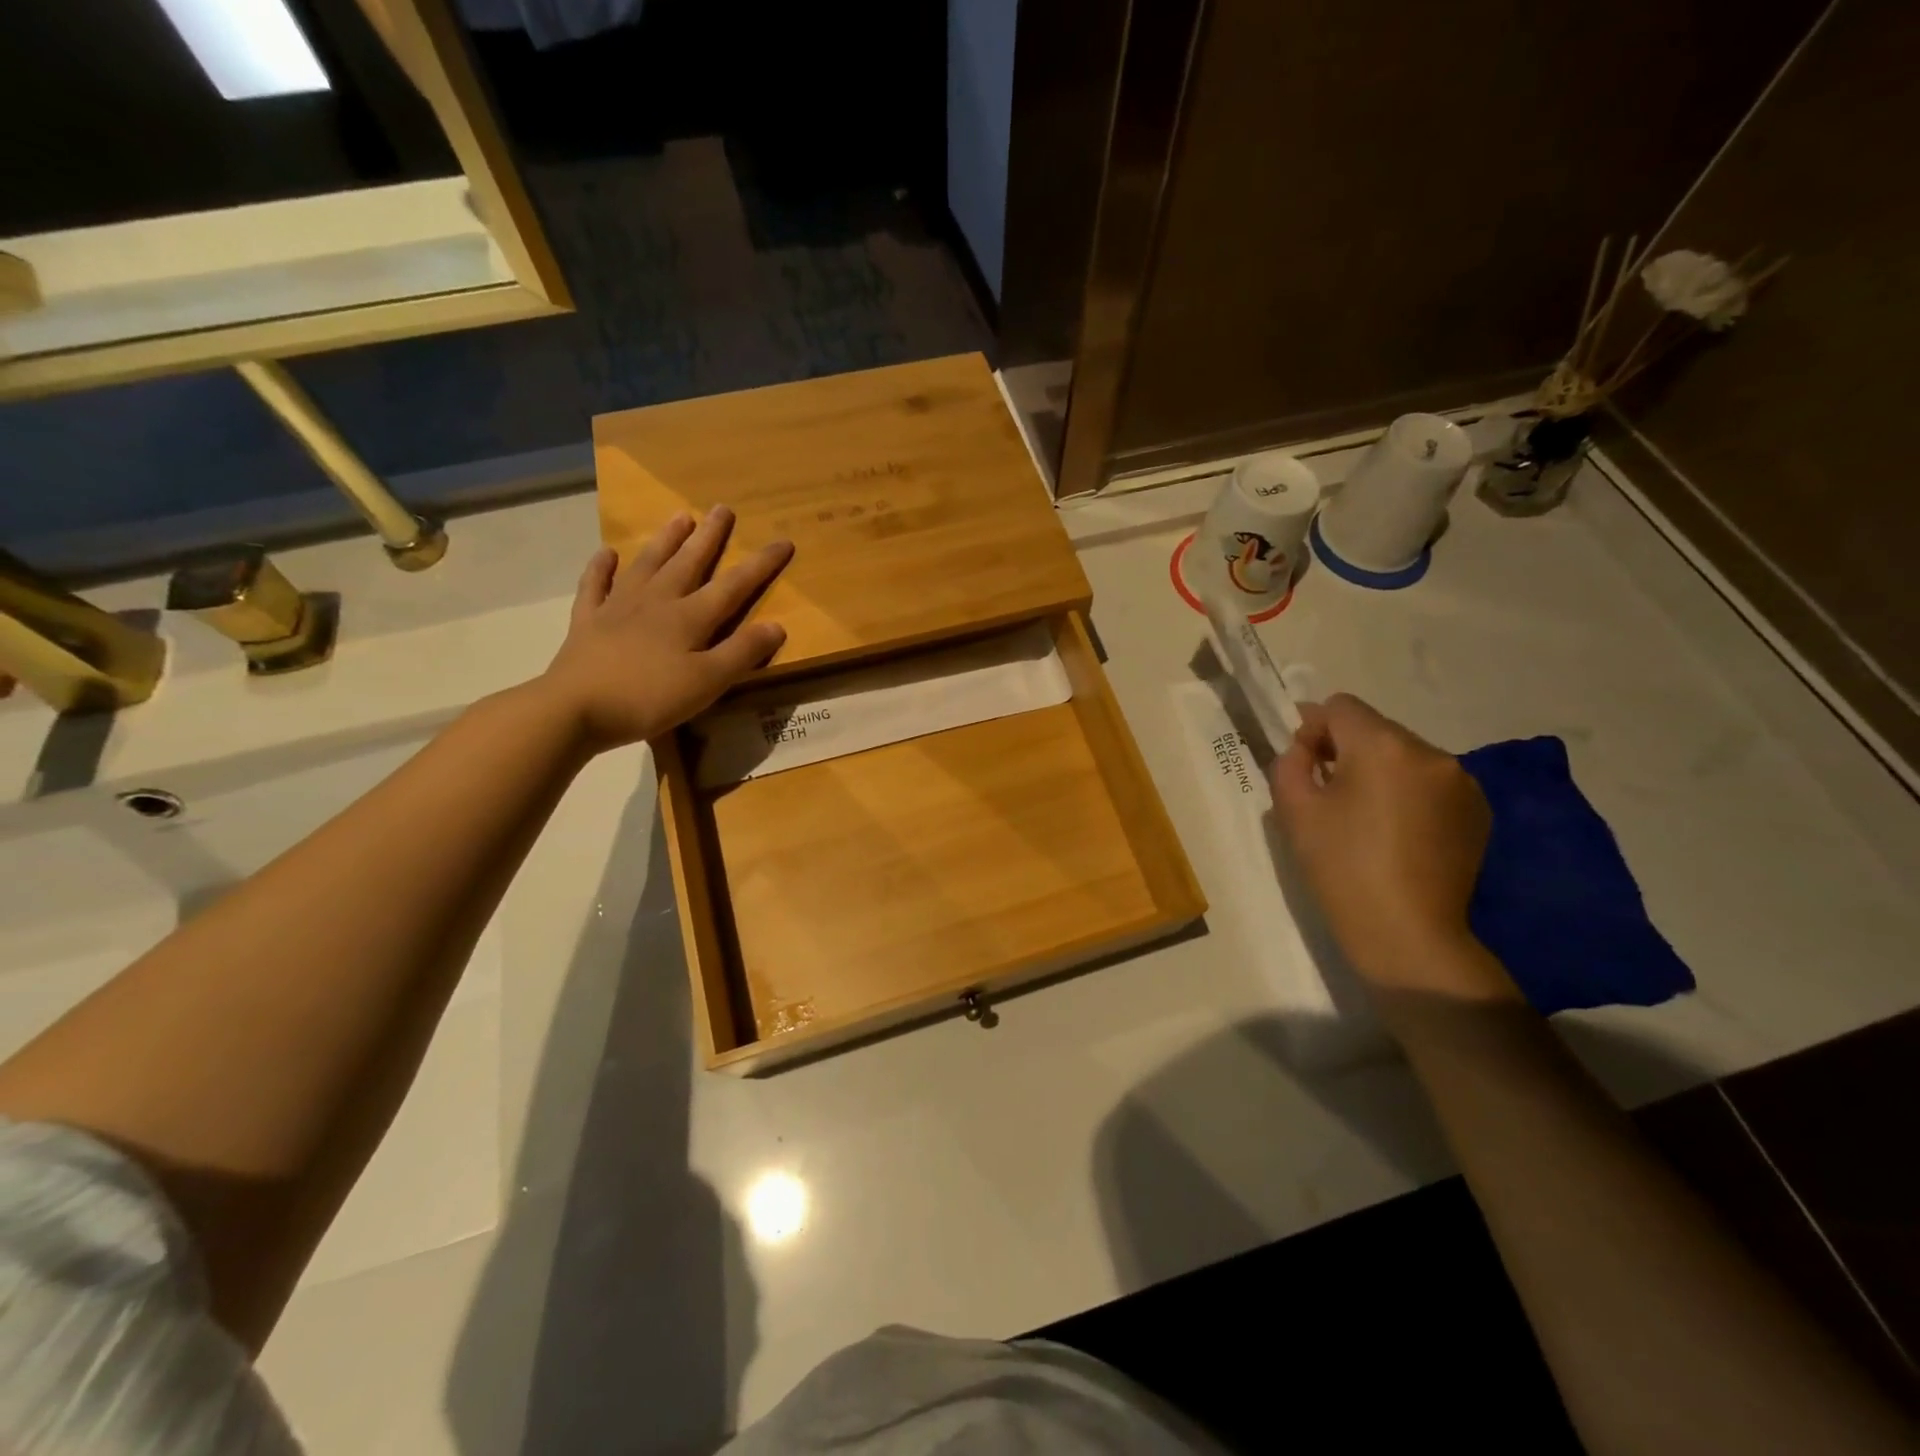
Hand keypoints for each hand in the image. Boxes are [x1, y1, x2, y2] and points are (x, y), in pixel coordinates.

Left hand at [540, 507, 792, 749]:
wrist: (575, 708)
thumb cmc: (649, 698)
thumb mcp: (707, 682)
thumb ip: (742, 653)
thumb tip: (777, 624)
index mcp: (689, 618)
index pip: (734, 586)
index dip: (760, 564)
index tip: (783, 541)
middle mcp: (656, 602)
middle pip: (688, 563)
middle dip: (709, 537)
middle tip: (722, 508)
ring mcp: (618, 608)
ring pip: (647, 565)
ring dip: (665, 540)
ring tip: (679, 516)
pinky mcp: (588, 622)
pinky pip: (595, 586)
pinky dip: (601, 568)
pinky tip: (607, 553)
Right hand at [1269, 694, 1500, 994]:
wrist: (1406, 932)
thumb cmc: (1340, 867)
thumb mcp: (1294, 809)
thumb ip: (1291, 761)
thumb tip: (1307, 747)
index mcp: (1383, 746)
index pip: (1340, 706)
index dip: (1313, 727)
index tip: (1304, 764)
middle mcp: (1430, 752)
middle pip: (1375, 729)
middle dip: (1347, 749)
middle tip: (1328, 793)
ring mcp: (1462, 782)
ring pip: (1404, 755)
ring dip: (1379, 772)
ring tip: (1365, 817)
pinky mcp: (1477, 811)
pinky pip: (1430, 783)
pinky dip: (1408, 794)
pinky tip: (1397, 833)